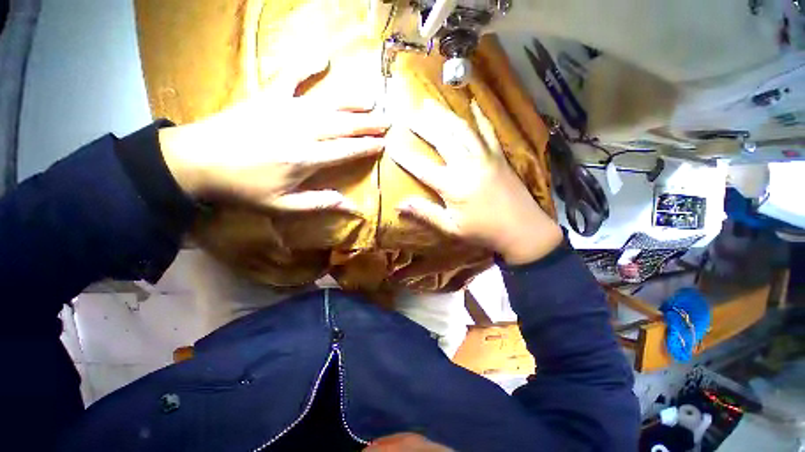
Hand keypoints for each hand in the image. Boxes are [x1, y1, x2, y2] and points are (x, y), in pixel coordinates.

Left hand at [159, 60, 388, 213]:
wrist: (197, 161)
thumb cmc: (243, 187)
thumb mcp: (283, 205)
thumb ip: (320, 203)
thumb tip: (352, 208)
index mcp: (307, 158)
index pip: (347, 150)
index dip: (367, 147)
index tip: (383, 144)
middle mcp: (303, 130)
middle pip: (344, 125)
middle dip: (369, 124)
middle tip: (388, 121)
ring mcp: (287, 109)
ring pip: (329, 103)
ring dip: (352, 101)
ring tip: (371, 100)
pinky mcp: (269, 96)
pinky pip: (291, 76)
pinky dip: (307, 65)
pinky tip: (323, 57)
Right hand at [391, 99, 562, 264]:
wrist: (523, 229)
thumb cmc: (484, 232)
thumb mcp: (451, 228)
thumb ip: (425, 214)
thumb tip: (399, 205)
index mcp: (452, 186)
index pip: (422, 167)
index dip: (405, 156)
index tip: (391, 144)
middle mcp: (467, 165)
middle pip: (441, 139)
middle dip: (422, 125)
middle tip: (408, 114)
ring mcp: (485, 156)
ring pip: (461, 129)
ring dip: (443, 114)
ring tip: (429, 103)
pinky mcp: (498, 155)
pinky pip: (487, 130)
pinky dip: (479, 115)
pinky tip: (472, 102)